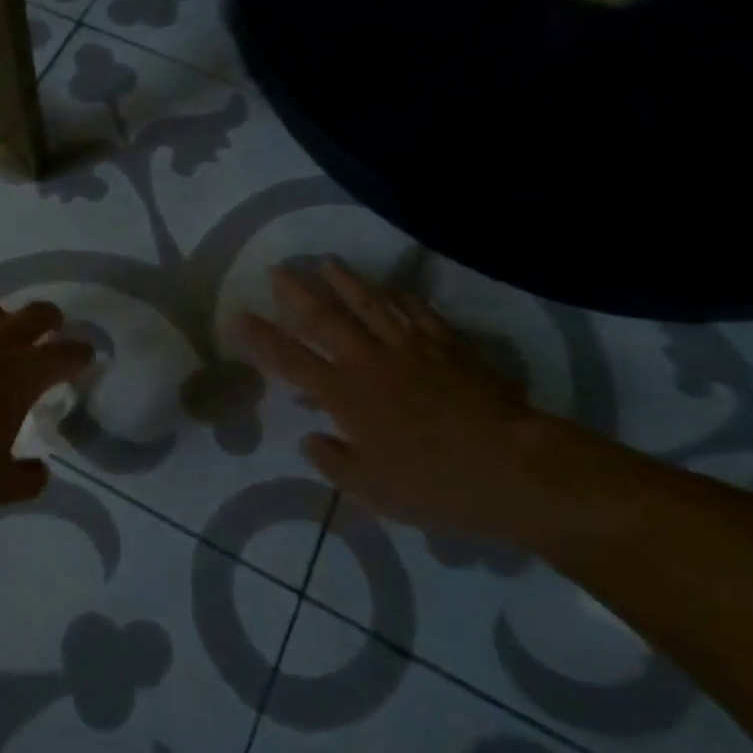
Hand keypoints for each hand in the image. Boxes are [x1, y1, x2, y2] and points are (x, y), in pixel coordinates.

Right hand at [242, 261, 584, 543]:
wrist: (512, 467)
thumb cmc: (436, 485)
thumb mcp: (373, 491)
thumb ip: (334, 462)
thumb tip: (309, 437)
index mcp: (346, 397)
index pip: (292, 361)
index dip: (262, 338)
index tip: (240, 316)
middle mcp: (370, 362)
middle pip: (326, 320)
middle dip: (298, 294)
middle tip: (279, 269)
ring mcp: (410, 348)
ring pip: (371, 305)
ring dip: (346, 282)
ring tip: (328, 262)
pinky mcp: (447, 346)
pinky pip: (418, 313)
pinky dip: (402, 298)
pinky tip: (394, 288)